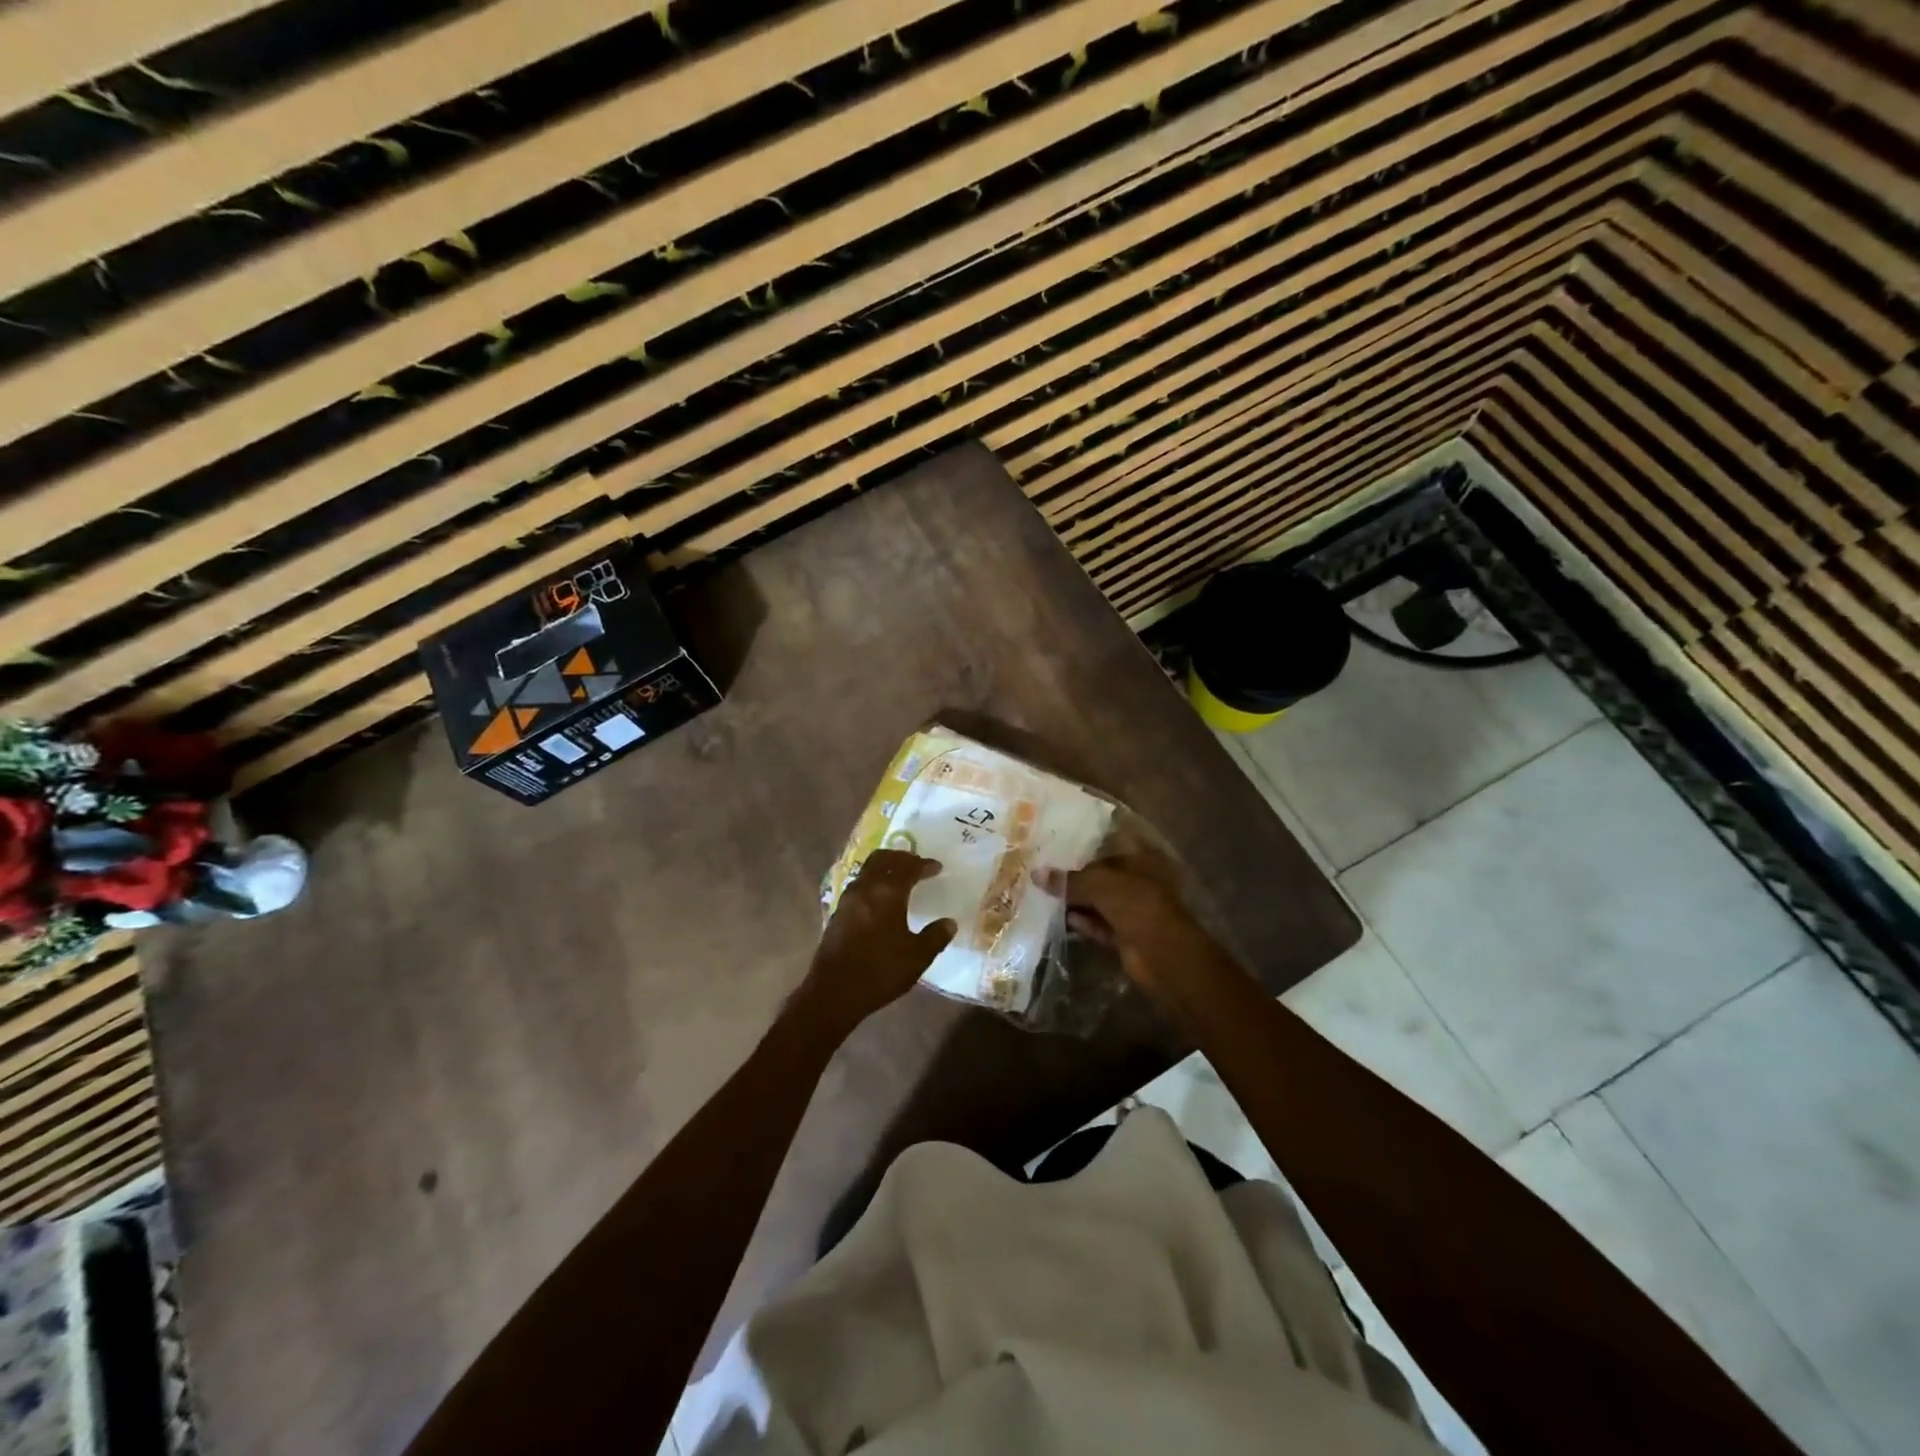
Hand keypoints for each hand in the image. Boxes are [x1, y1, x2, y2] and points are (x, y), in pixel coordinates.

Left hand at [802, 851, 955, 1030]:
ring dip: (884, 868)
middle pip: (882, 859)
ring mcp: (847, 900)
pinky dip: (873, 882)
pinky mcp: (837, 913)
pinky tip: (880, 899)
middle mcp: (865, 889)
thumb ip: (935, 937)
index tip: (937, 867)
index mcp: (887, 893)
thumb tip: (949, 923)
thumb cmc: (880, 971)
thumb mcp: (917, 957)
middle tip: (916, 863)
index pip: (908, 868)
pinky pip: (859, 886)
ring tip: (899, 878)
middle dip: (901, 857)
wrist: (834, 992)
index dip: (924, 865)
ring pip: (867, 870)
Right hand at [1036, 849, 1218, 990]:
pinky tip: (1057, 917)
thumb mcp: (1099, 885)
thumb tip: (1036, 874)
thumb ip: (1068, 880)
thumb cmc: (1137, 904)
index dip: (1087, 840)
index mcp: (1141, 858)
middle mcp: (1138, 880)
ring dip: (1076, 899)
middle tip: (1043, 867)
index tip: (1059, 839)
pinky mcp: (1125, 934)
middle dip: (1076, 873)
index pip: (1111, 841)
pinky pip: (1098, 924)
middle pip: (1102, 872)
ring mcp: (1133, 908)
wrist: (1163, 954)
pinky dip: (1081, 921)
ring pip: (1099, 900)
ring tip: (1042, 892)